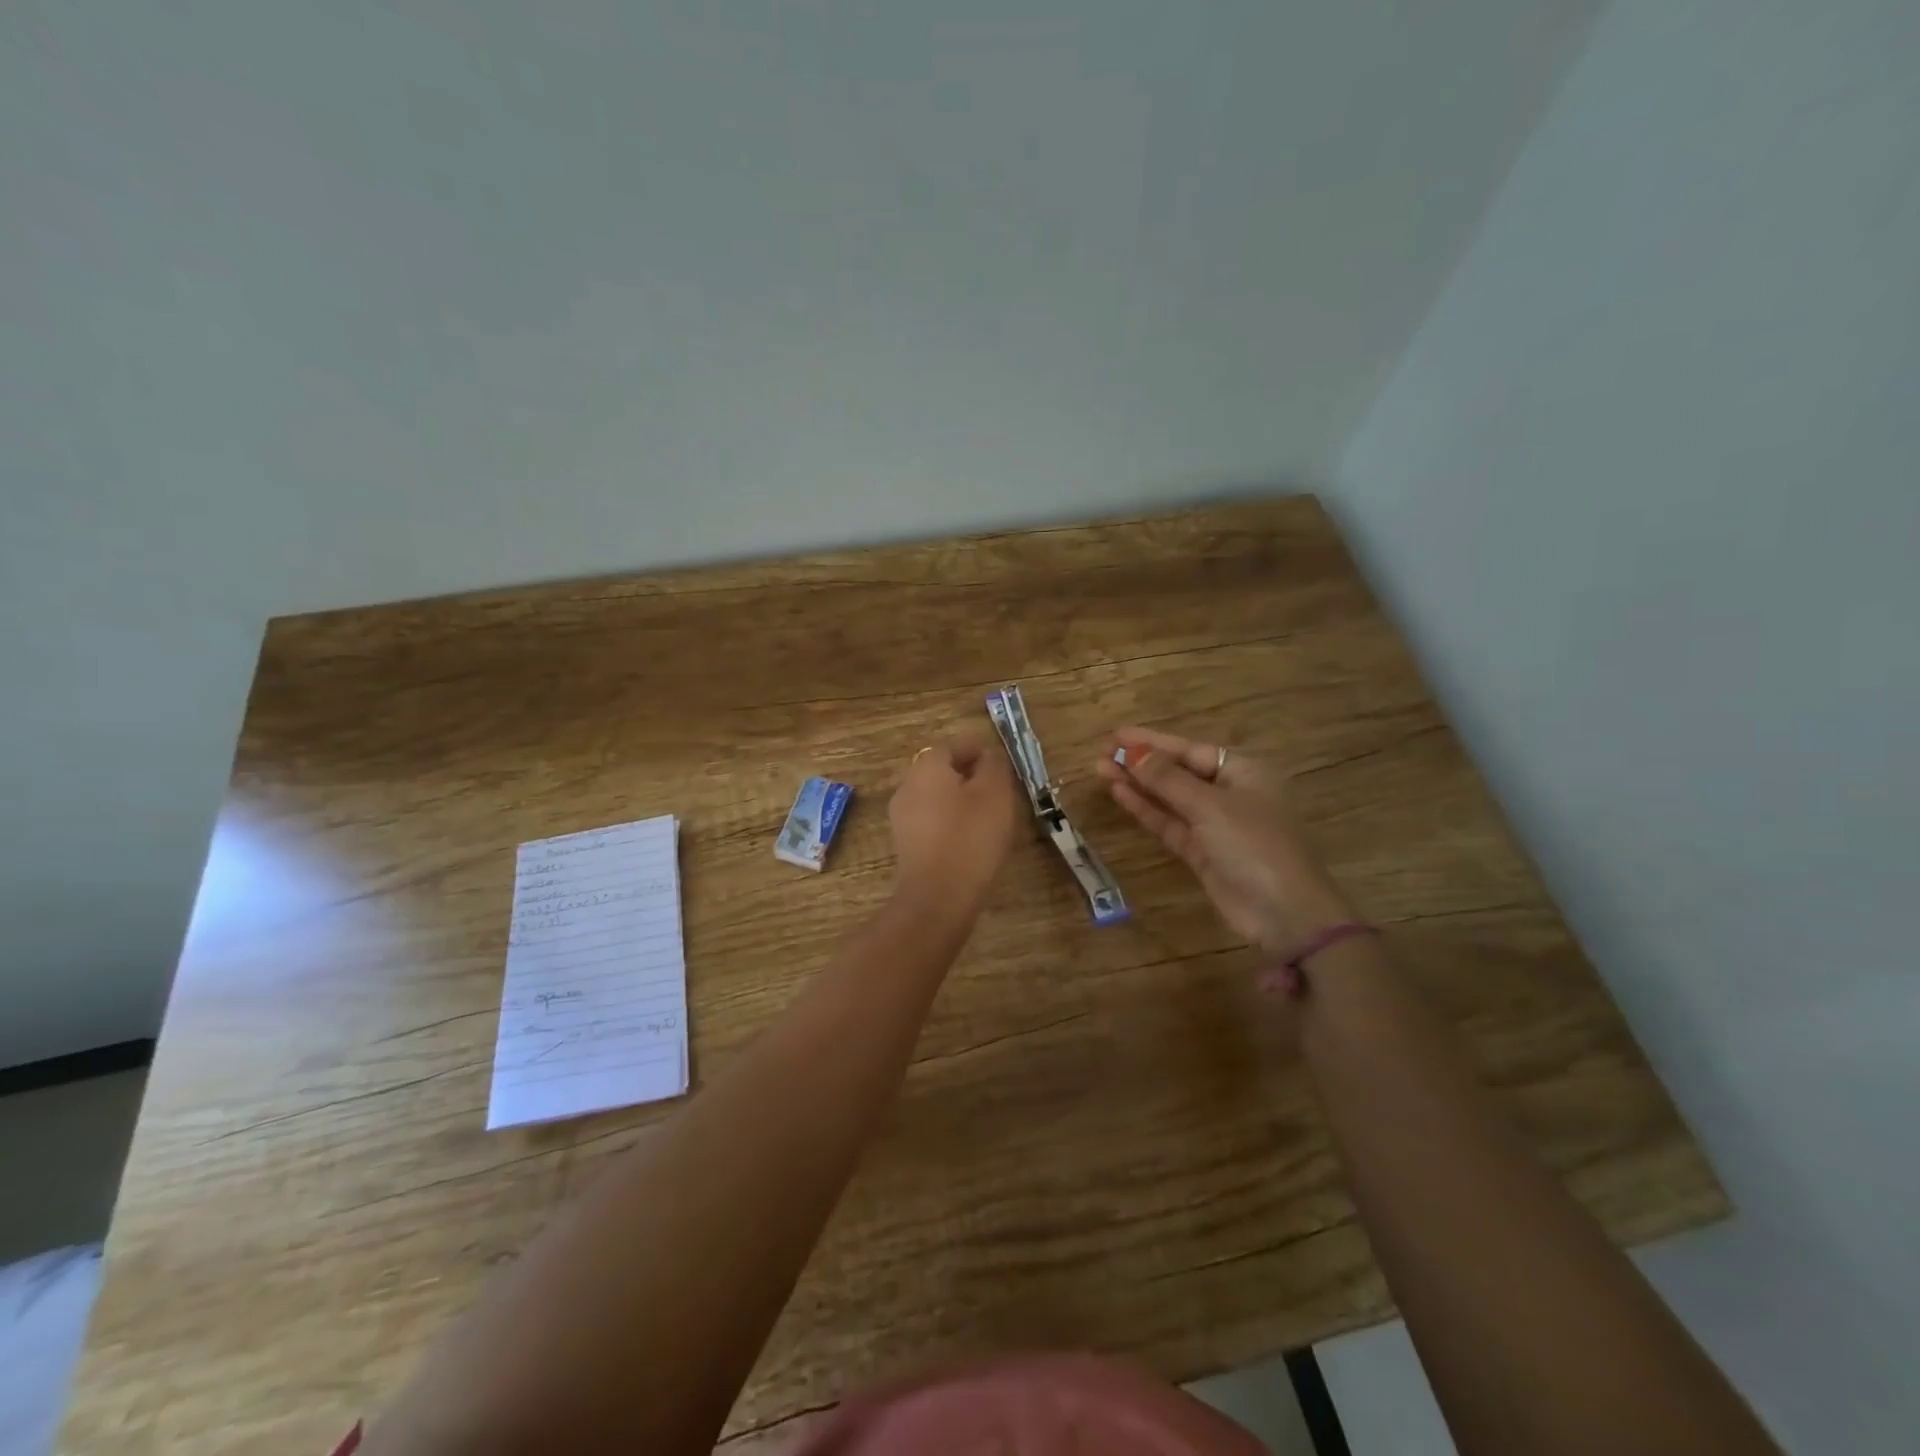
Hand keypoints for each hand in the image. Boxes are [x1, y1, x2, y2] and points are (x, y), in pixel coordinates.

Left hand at [890, 735, 1020, 916]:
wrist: (938, 897)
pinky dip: (952, 823)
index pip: (953, 745)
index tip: (1001, 763)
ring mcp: (903, 818)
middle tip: (1000, 790)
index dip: (978, 750)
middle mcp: (908, 786)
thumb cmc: (970, 837)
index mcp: (927, 767)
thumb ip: (993, 766)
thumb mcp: (995, 793)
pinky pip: (932, 822)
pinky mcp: (906, 845)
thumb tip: (987, 756)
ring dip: (962, 801)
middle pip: (942, 771)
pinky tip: (972, 840)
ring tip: (991, 817)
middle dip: (970, 776)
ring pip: (937, 798)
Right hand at [1097, 727, 1355, 953]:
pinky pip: (1169, 823)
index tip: (1116, 735)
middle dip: (1141, 763)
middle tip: (1101, 753)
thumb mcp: (1209, 806)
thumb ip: (1167, 779)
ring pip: (1170, 798)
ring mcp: (1214, 825)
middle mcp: (1229, 794)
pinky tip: (1121, 794)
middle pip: (1178, 772)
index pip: (1190, 750)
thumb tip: (1132, 752)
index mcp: (1243, 772)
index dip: (1152, 742)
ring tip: (1101, 770)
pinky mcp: (1202, 852)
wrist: (1284, 913)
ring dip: (1138, 785)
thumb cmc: (1254, 845)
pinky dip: (1146, 809)